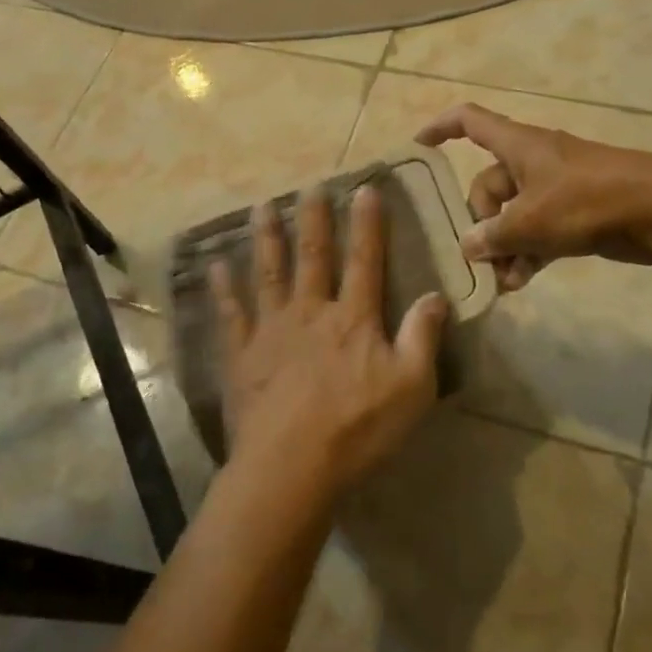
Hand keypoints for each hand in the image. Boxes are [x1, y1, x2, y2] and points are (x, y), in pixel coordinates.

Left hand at [211, 186, 448, 500]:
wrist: (290, 466)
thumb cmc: (357, 429)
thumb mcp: (412, 387)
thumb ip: (423, 337)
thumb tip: (436, 294)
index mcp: (353, 319)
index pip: (365, 261)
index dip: (367, 224)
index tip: (365, 189)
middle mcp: (311, 312)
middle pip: (313, 257)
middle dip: (313, 219)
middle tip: (309, 186)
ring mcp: (271, 330)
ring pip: (269, 273)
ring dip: (266, 238)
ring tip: (262, 207)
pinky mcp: (241, 354)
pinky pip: (230, 313)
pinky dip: (223, 288)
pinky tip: (215, 265)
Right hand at [416, 103, 651, 290]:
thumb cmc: (588, 201)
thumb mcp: (531, 220)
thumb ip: (493, 235)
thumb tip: (468, 246)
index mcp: (518, 146)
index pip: (469, 122)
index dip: (440, 129)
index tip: (418, 147)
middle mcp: (532, 161)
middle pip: (488, 185)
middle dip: (481, 223)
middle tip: (483, 257)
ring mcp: (555, 187)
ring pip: (513, 214)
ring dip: (504, 246)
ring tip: (502, 281)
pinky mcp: (575, 212)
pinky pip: (538, 230)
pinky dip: (528, 252)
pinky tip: (522, 281)